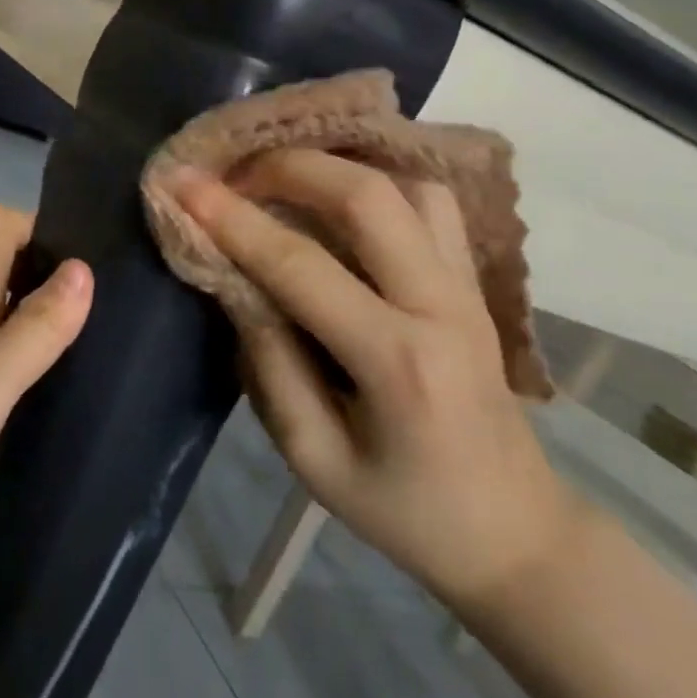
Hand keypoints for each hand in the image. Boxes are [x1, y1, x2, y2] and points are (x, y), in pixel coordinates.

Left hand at [0, 204, 91, 573]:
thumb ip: (34, 330)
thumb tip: (83, 268)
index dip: (39, 228)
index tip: (84, 264)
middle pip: (2, 259)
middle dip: (50, 271)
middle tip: (100, 311)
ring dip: (39, 312)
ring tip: (86, 346)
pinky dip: (21, 349)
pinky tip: (44, 386)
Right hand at [170, 152, 578, 610]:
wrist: (515, 531)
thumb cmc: (404, 510)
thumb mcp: (313, 457)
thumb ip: (267, 362)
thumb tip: (232, 278)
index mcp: (397, 362)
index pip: (299, 265)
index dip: (232, 219)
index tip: (181, 183)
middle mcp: (440, 305)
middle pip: (366, 195)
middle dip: (287, 167)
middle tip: (232, 173)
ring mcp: (467, 285)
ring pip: (406, 183)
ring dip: (335, 166)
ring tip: (281, 177)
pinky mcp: (474, 279)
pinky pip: (428, 201)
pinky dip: (376, 179)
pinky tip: (336, 193)